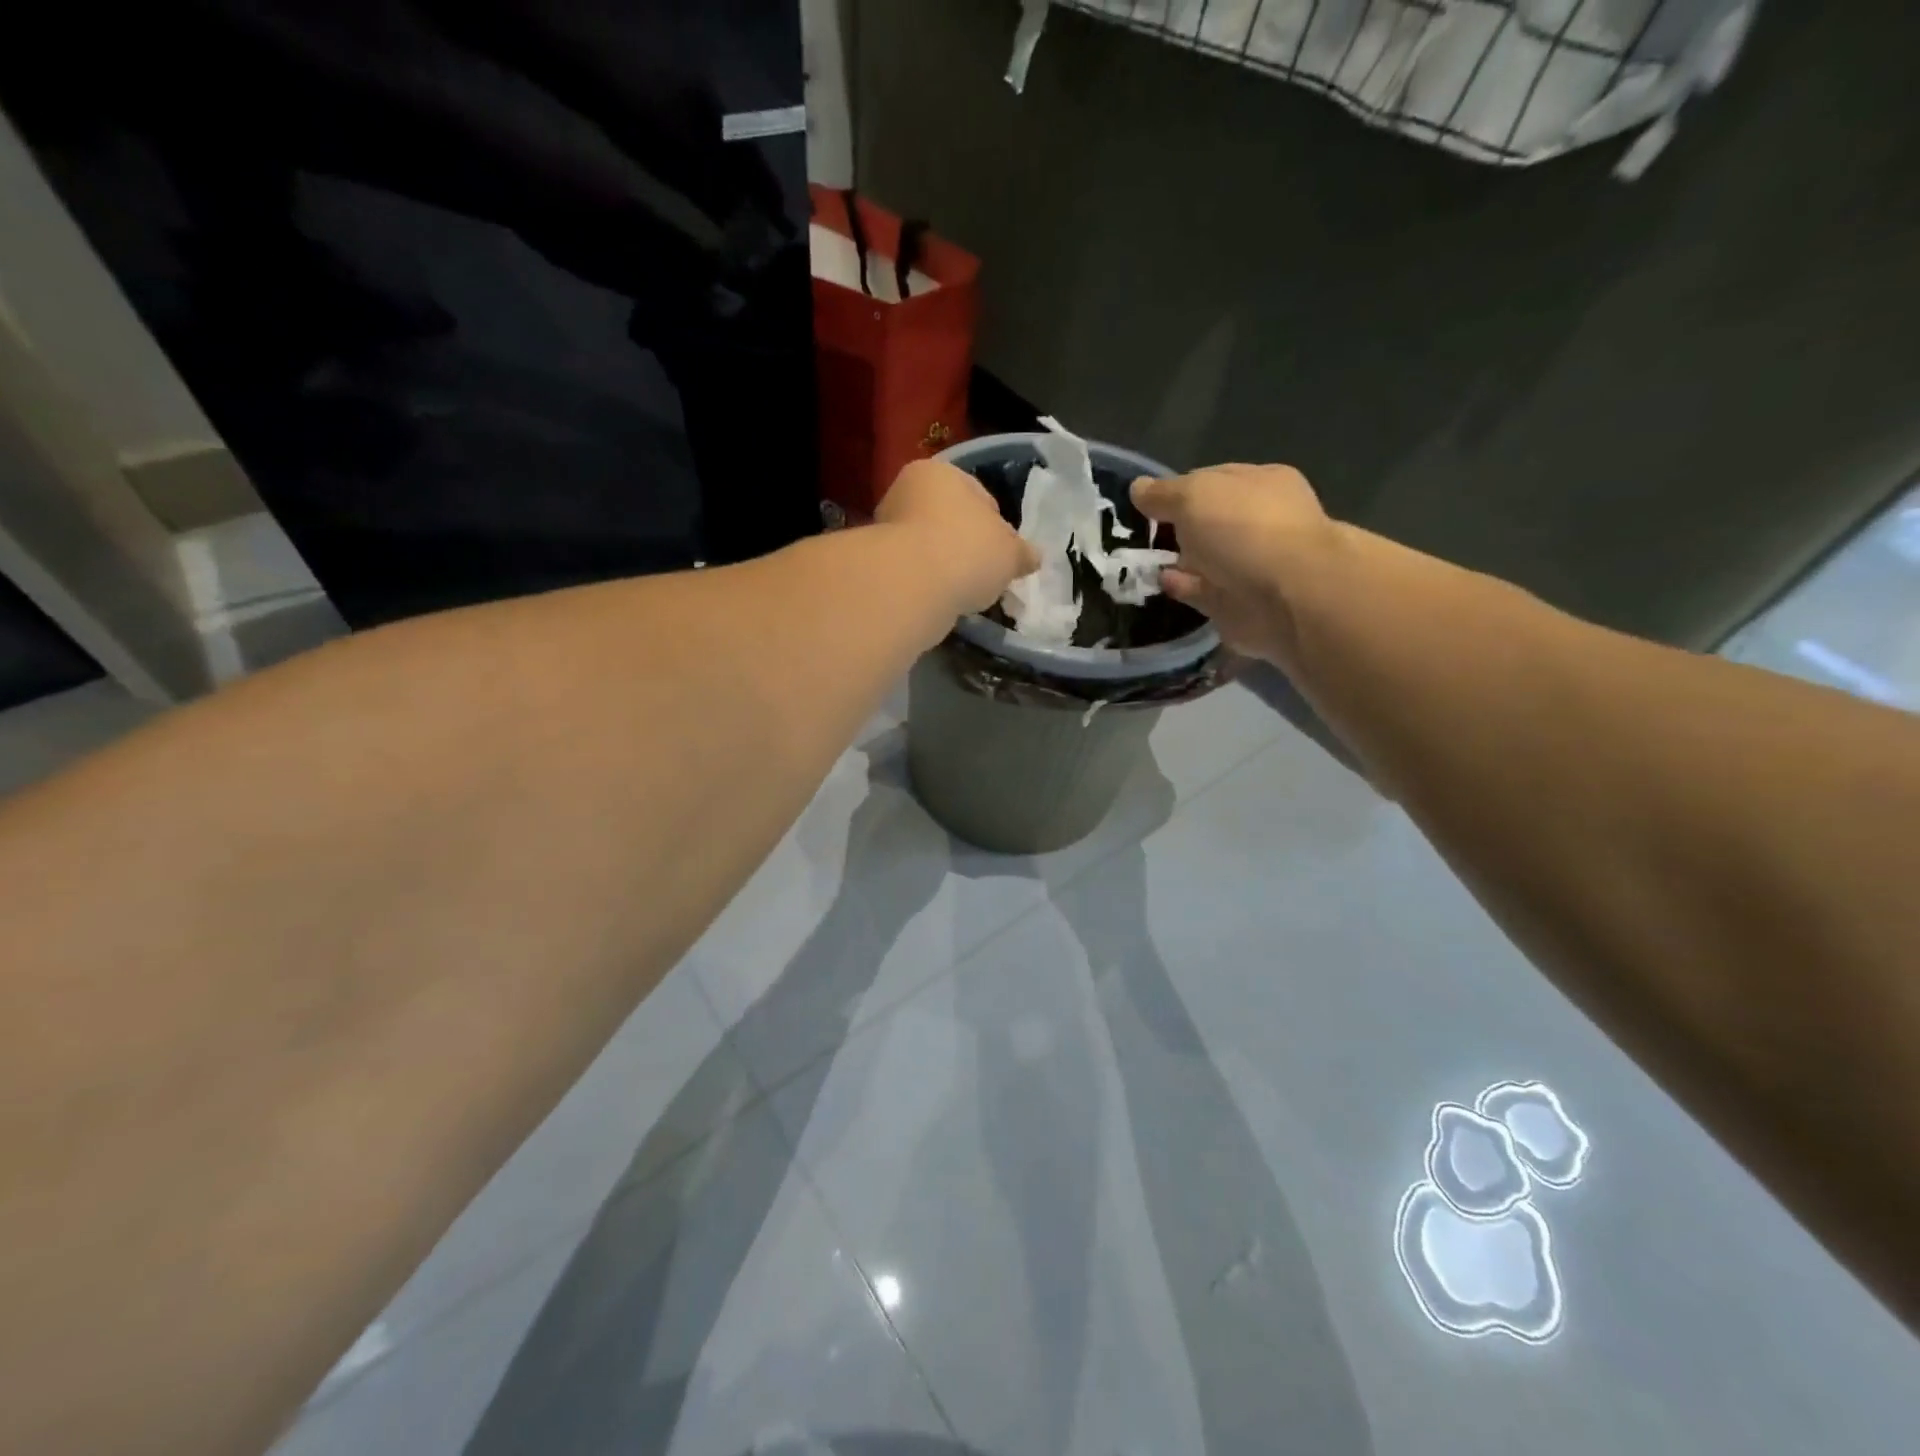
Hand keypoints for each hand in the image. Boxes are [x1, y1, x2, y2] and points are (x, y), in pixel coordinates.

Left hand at [878, 460, 1040, 616]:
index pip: (978, 496)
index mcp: (939, 472)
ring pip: (930, 547)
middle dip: (967, 545)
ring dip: (946, 566)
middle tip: (987, 574)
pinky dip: (928, 584)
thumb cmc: (967, 551)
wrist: (911, 586)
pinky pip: (914, 572)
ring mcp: (886, 528)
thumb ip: (1022, 553)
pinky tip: (942, 601)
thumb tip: (1032, 557)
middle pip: (949, 520)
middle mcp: (906, 492)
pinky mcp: (877, 564)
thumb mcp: (1010, 553)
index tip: (1006, 554)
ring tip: (965, 591)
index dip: (998, 526)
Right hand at [1131, 464, 1338, 669]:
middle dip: (1177, 526)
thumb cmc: (1245, 529)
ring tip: (1140, 561)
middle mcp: (1258, 522)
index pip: (1211, 480)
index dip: (1177, 489)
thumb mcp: (1194, 496)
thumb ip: (1164, 493)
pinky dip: (1182, 586)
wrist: (1287, 597)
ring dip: (1177, 559)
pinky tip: (1159, 582)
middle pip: (1208, 521)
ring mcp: (1250, 564)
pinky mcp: (1238, 603)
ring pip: (1204, 558)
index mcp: (1259, 483)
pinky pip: (1201, 590)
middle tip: (1137, 534)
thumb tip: (1137, 488)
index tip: (1144, 503)